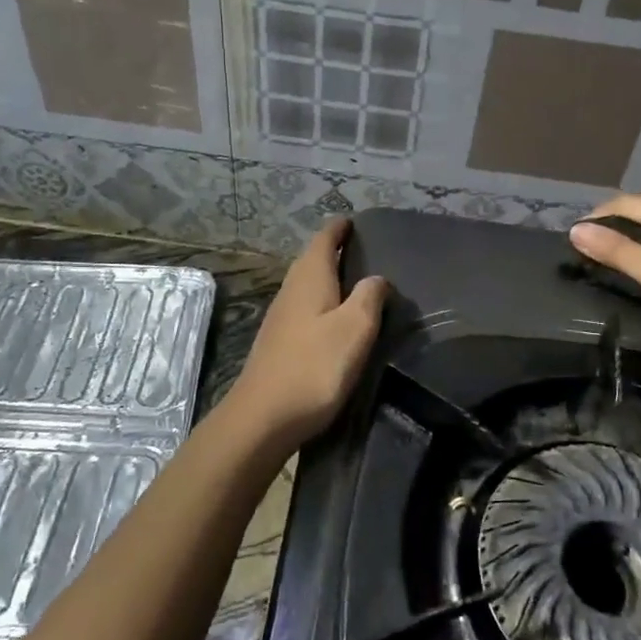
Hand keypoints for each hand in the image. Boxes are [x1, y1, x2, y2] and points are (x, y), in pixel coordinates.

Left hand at [223, 218, 389, 450]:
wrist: (263, 418)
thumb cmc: (314, 368)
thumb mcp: (354, 329)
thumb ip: (370, 298)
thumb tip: (377, 278)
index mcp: (309, 279)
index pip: (324, 239)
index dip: (339, 228)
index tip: (354, 221)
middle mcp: (291, 291)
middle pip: (312, 260)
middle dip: (334, 250)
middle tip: (362, 250)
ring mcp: (280, 318)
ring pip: (307, 285)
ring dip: (327, 278)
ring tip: (354, 282)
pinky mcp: (278, 343)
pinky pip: (304, 308)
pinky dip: (321, 303)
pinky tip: (334, 319)